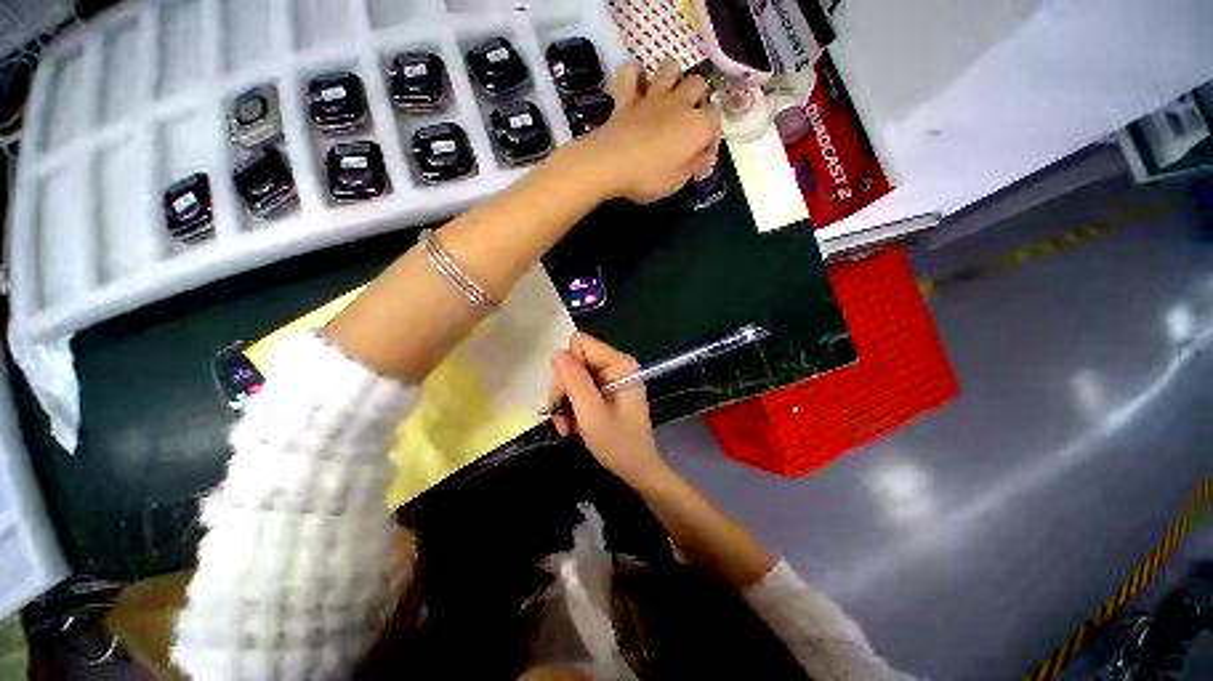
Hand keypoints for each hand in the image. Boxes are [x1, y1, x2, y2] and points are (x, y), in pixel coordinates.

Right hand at [547, 333, 672, 490]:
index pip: (580, 343)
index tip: (567, 395)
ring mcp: (610, 377)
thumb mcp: (591, 414)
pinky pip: (579, 387)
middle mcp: (615, 364)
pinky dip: (571, 406)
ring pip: (573, 375)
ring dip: (565, 402)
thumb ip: (575, 382)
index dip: (567, 367)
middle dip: (563, 389)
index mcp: (619, 364)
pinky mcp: (606, 389)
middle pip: (574, 360)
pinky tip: (572, 426)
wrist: (637, 469)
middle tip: (562, 418)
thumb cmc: (618, 444)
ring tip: (567, 427)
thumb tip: (557, 353)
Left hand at [573, 59, 720, 204]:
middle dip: (697, 98)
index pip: (715, 120)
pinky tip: (635, 86)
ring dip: (672, 77)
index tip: (702, 152)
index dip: (711, 135)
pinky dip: (633, 75)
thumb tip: (707, 155)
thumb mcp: (678, 181)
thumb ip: (696, 164)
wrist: (611, 164)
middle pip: (697, 84)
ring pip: (670, 67)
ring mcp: (651, 96)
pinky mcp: (626, 97)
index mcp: (697, 125)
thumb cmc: (649, 177)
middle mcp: (679, 104)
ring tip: (667, 95)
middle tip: (687, 119)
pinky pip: (630, 72)